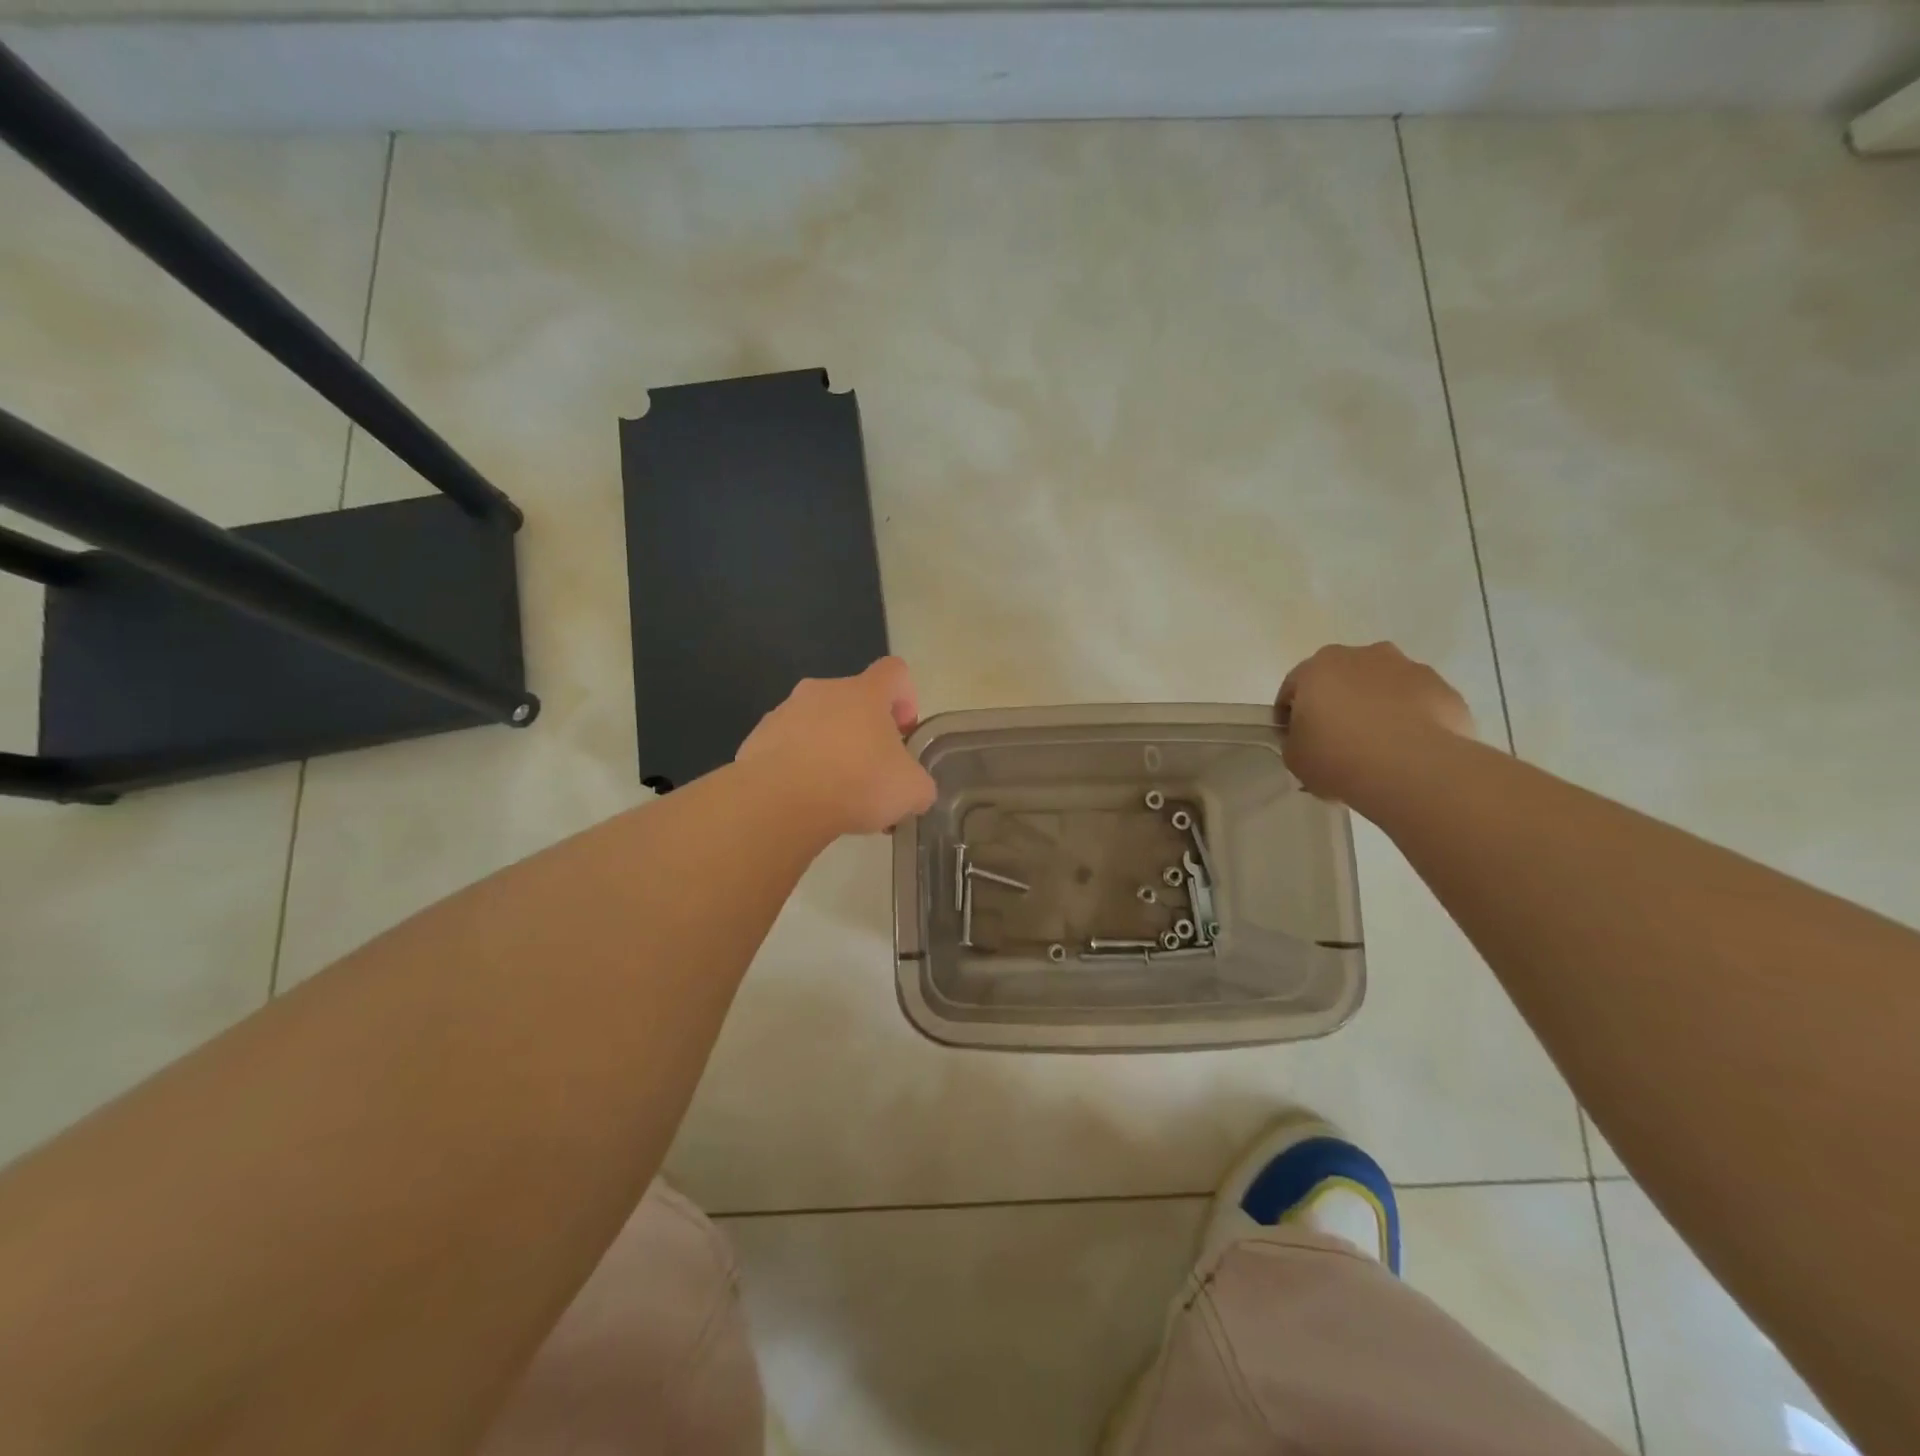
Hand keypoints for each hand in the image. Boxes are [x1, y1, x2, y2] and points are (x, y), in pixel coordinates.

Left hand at [736, 657, 937, 836]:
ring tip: (836, 794)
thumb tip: (916, 790)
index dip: (906, 696)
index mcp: (865, 692)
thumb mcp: (911, 790)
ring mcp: (785, 712)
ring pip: (818, 724)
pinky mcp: (757, 739)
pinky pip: (788, 747)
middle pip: (853, 700)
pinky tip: (805, 800)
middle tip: (872, 772)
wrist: (779, 802)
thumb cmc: (856, 783)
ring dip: (831, 749)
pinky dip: (800, 767)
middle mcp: (823, 691)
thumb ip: (920, 784)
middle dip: (866, 732)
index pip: (894, 671)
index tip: (904, 731)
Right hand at [1276, 642, 1476, 803]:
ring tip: (1378, 747)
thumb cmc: (1338, 758)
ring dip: (1377, 707)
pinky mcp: (1443, 688)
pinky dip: (1410, 719)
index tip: (1295, 741)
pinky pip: (1417, 702)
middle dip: (1338, 703)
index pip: (1293, 688)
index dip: (1290, 716)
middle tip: (1337, 741)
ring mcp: (1408, 668)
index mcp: (1317, 668)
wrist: (1413, 769)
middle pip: (1342, 678)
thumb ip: (1294, 741)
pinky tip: (1408, 750)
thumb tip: (1308, 739)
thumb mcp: (1295, 758)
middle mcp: (1362, 655)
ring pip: (1383, 686)